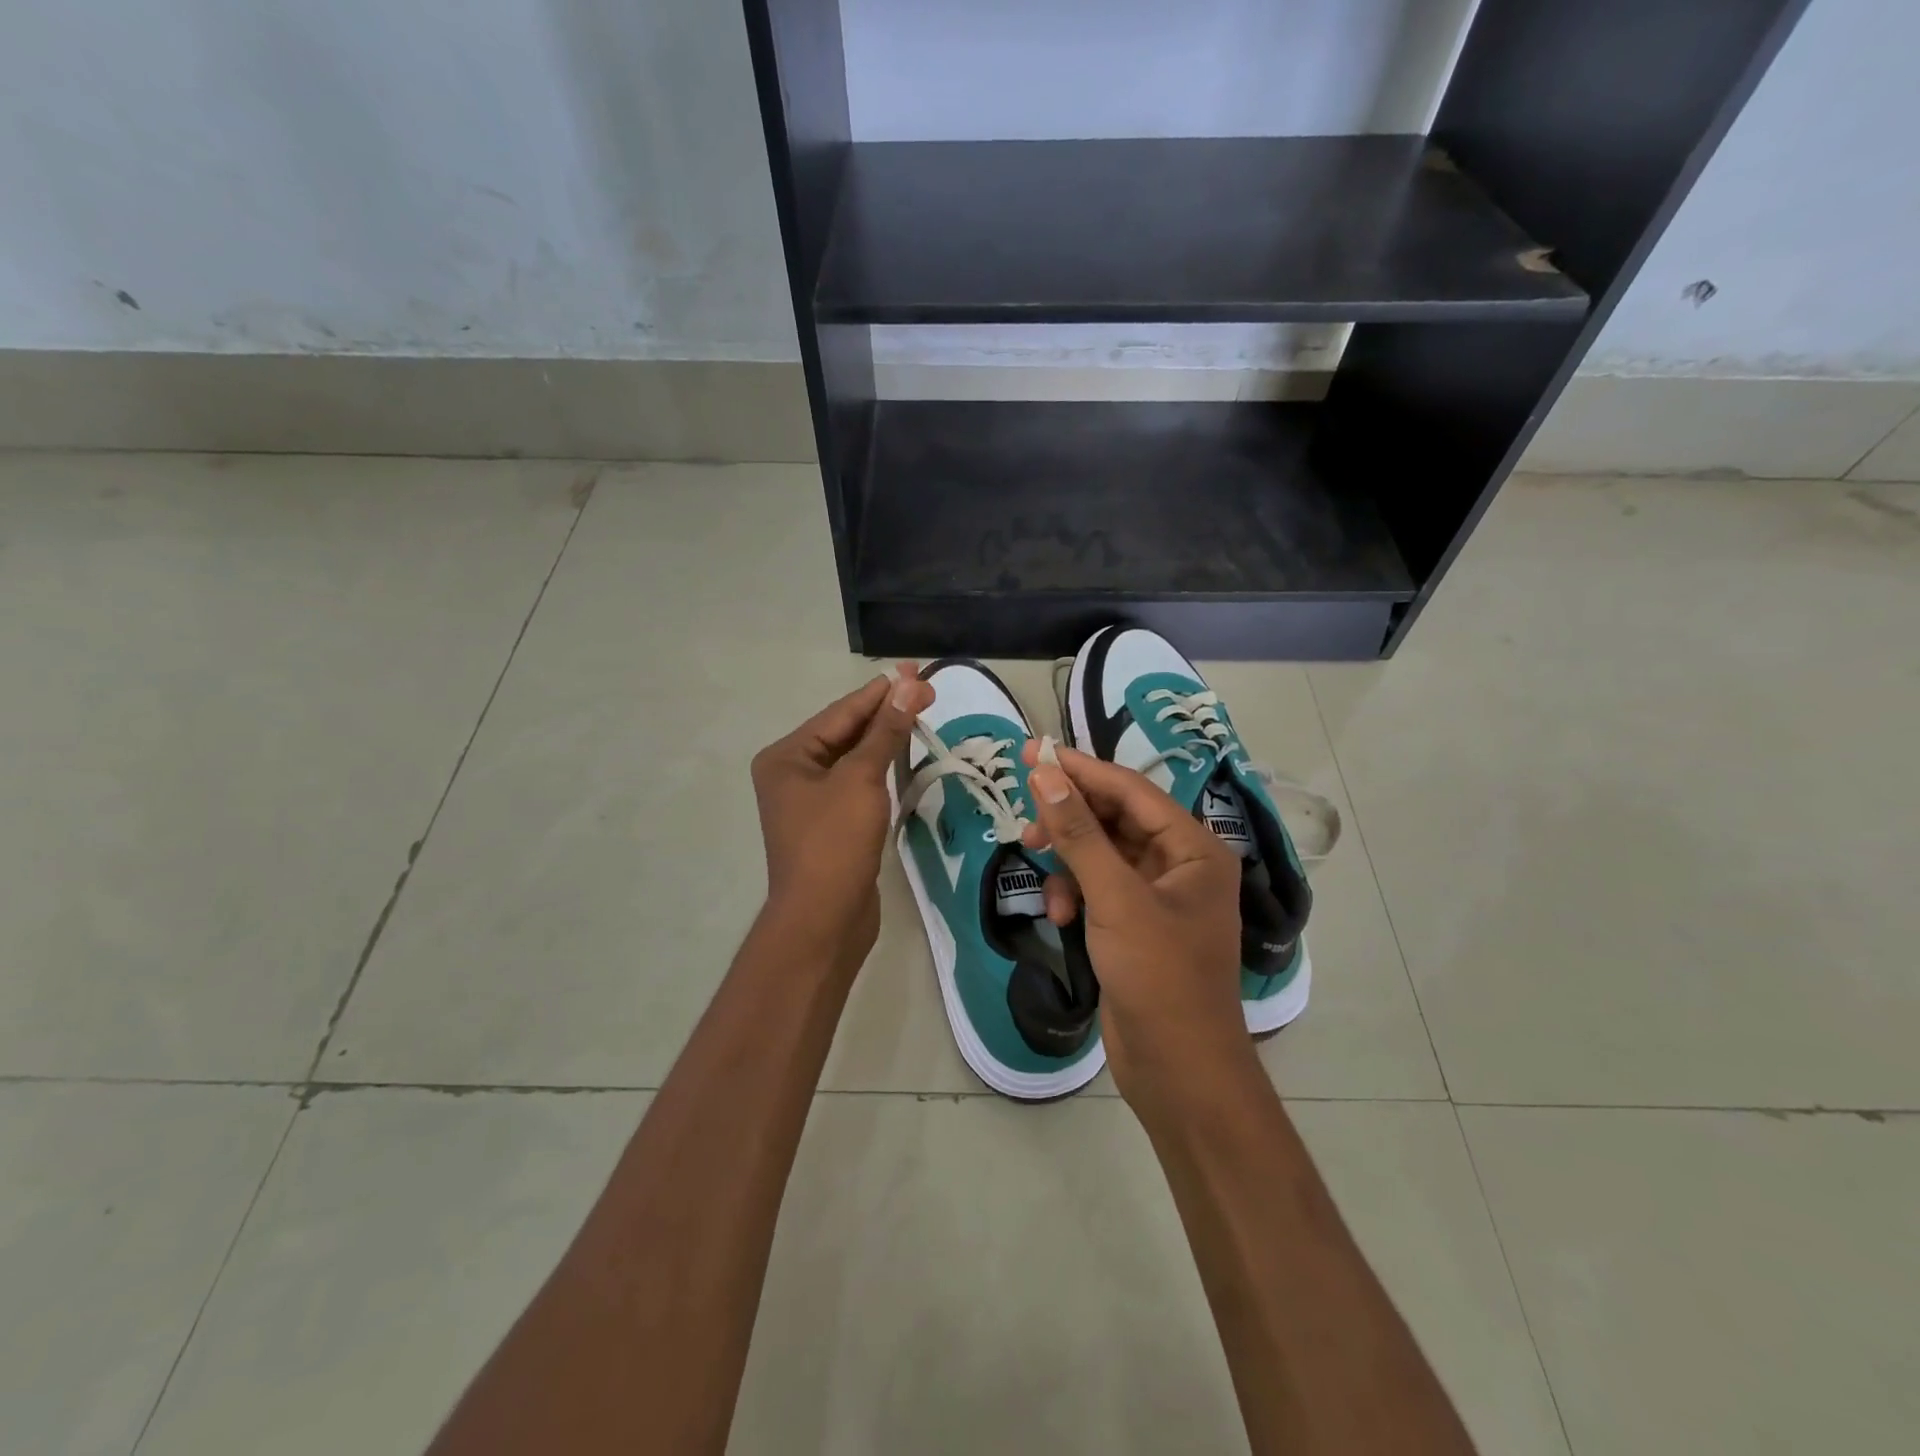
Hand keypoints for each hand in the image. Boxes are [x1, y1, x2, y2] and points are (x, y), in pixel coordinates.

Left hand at [749, 665, 932, 966]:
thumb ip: (885, 731)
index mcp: (786, 757)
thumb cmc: (834, 843)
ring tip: (920, 714)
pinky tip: (903, 754)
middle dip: (885, 712)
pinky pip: (857, 783)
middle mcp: (792, 773)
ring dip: (885, 738)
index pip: (841, 713)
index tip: (916, 671)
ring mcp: (811, 801)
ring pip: (853, 758)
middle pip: (845, 732)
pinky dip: (881, 768)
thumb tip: (909, 686)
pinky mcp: (831, 824)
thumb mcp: (861, 779)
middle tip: (927, 690)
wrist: (823, 919)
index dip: (881, 691)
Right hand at [1019, 742, 1253, 1109]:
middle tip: (1025, 814)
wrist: (1178, 1071)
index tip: (1033, 752)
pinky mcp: (1135, 925)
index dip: (1081, 769)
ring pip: (1100, 855)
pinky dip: (1074, 895)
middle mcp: (1179, 864)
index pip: (1130, 790)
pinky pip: (1097, 889)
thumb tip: (1046, 773)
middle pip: (1115, 819)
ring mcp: (1157, 897)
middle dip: (1070, 819)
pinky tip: (1060, 917)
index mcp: (1193, 848)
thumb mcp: (1114, 898)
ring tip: (1043, 877)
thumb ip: (1078, 833)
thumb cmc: (1158, 977)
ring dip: (1068, 862)